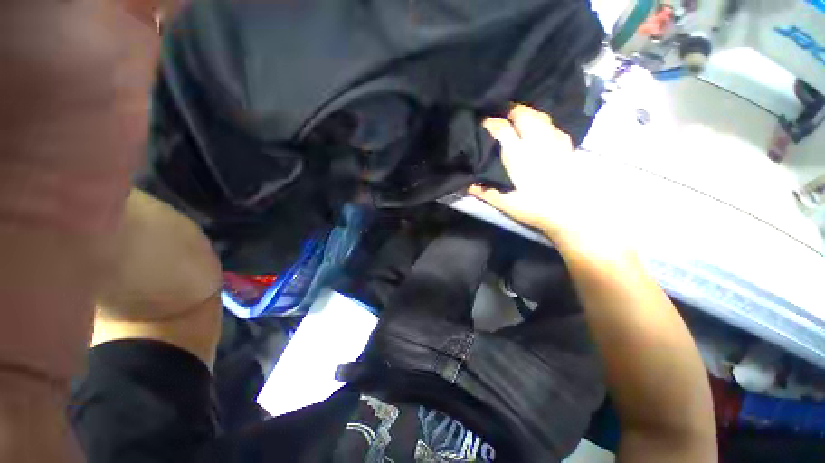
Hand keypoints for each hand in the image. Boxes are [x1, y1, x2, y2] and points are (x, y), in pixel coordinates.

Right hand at [470, 105, 611, 243]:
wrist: (571, 213)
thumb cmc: (535, 209)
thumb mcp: (506, 204)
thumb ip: (485, 192)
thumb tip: (467, 185)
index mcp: (518, 155)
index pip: (501, 129)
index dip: (489, 123)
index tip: (481, 123)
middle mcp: (536, 142)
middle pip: (523, 114)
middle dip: (509, 111)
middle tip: (500, 117)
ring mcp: (553, 142)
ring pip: (539, 116)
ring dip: (527, 114)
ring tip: (517, 121)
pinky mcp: (566, 147)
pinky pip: (553, 126)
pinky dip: (543, 124)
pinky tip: (539, 133)